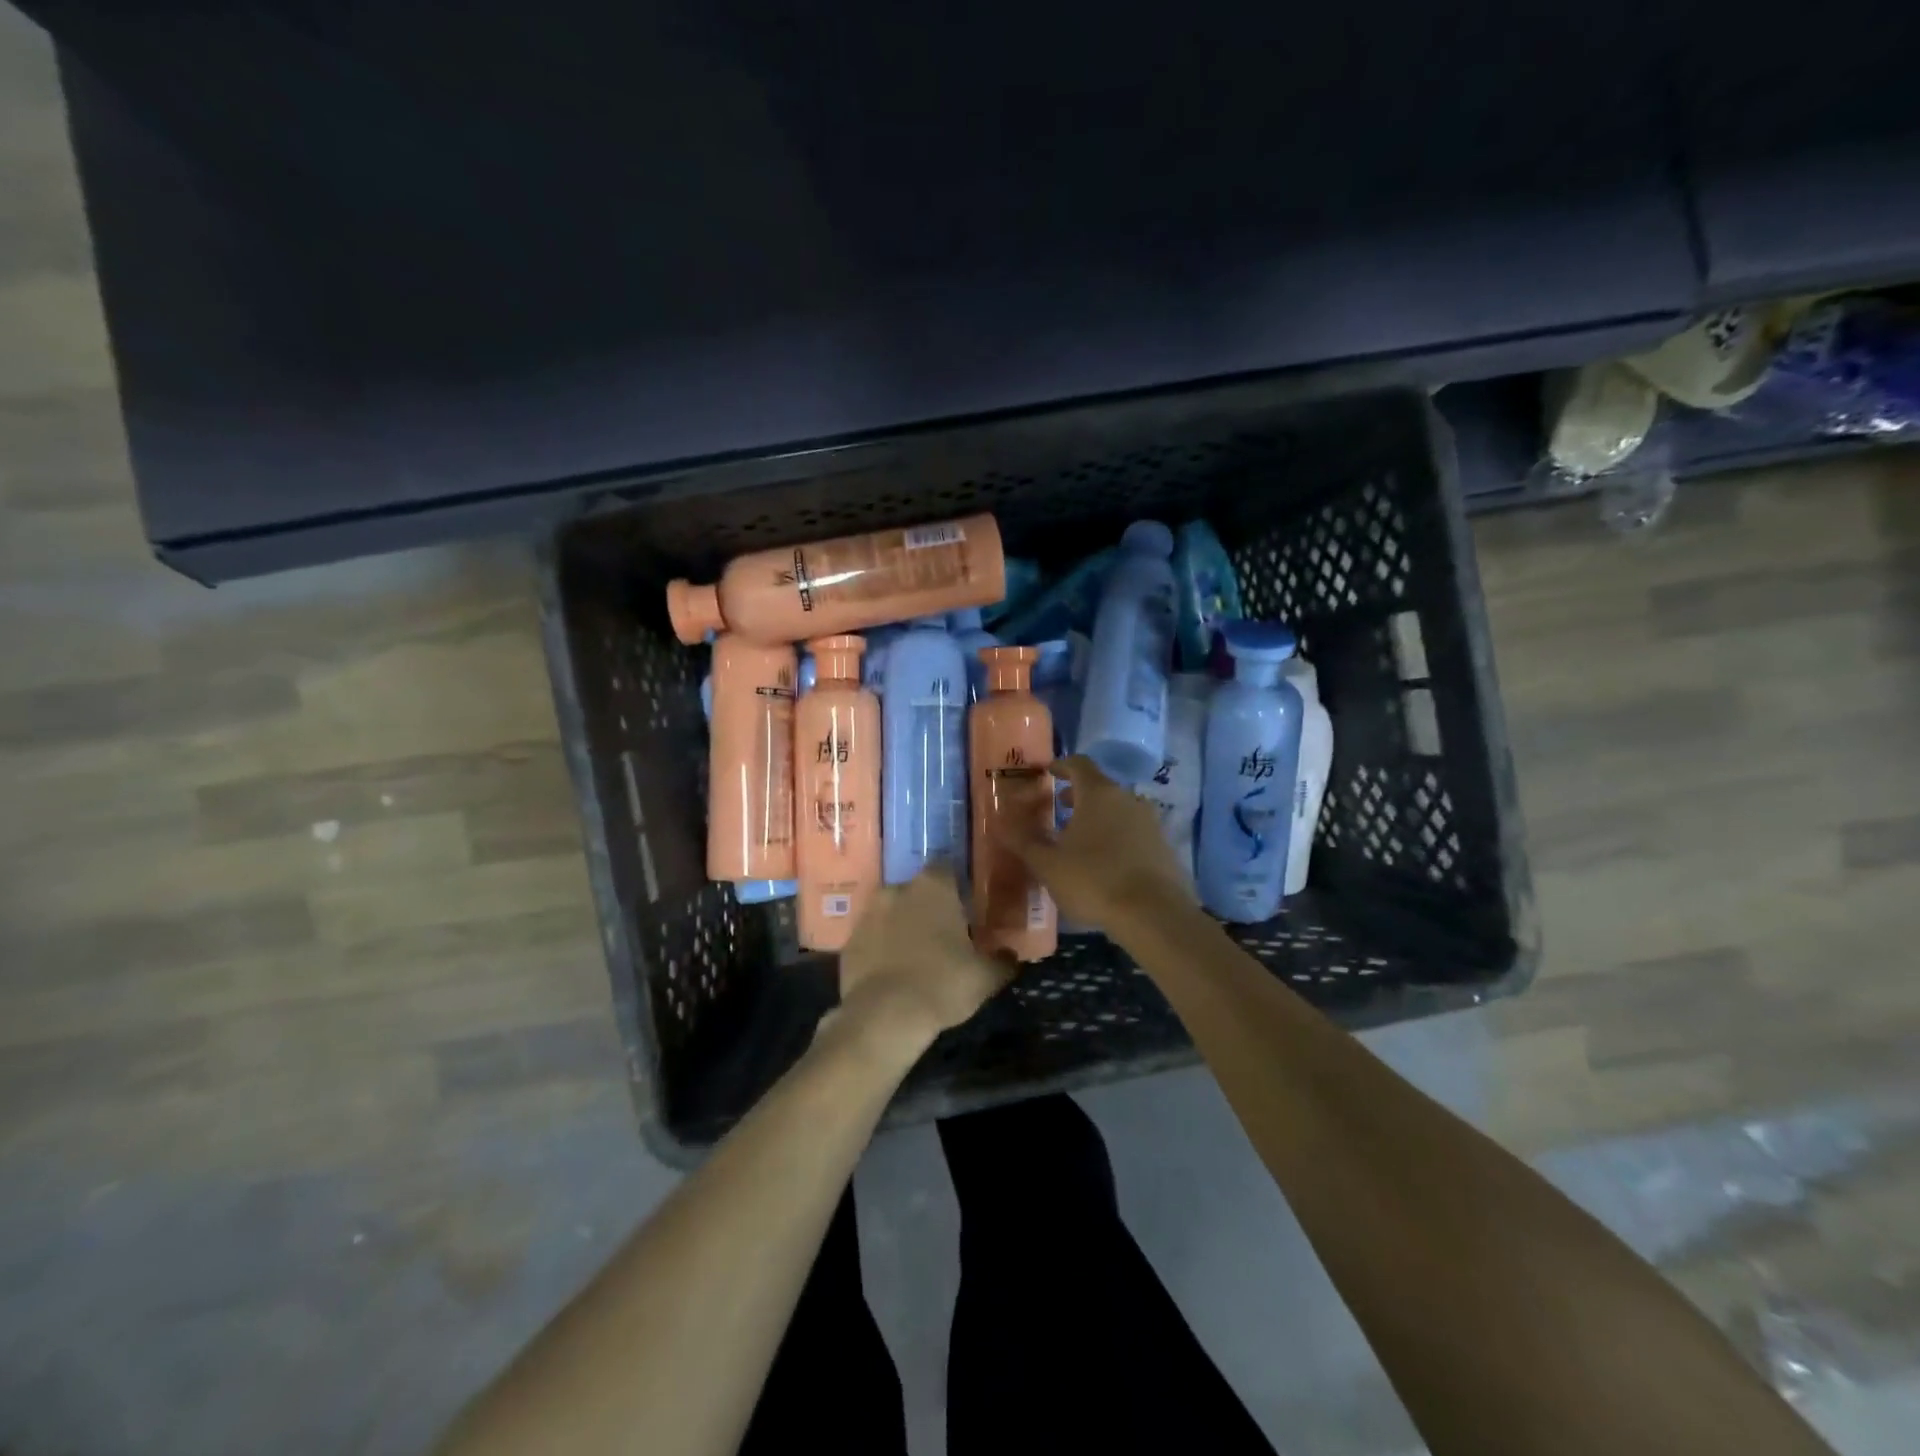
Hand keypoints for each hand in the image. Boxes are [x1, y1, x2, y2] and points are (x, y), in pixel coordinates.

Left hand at [836, 868, 1015, 1050]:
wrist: (884, 1017)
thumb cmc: (942, 984)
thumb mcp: (985, 977)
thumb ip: (1001, 960)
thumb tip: (1010, 955)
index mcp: (933, 886)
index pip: (947, 869)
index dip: (957, 888)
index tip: (966, 909)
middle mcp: (897, 889)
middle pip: (918, 890)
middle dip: (929, 908)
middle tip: (944, 936)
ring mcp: (868, 913)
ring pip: (891, 912)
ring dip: (902, 926)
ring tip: (917, 956)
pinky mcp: (848, 941)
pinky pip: (872, 937)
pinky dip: (881, 948)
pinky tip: (893, 972)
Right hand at [989, 755, 1195, 934]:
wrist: (1154, 915)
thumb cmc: (1094, 880)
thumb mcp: (1048, 864)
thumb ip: (1024, 841)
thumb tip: (1000, 822)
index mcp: (1098, 793)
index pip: (1079, 764)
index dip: (1061, 765)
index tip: (1048, 772)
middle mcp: (1128, 799)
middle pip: (1100, 787)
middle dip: (1077, 796)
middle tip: (1058, 808)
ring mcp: (1150, 822)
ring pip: (1119, 810)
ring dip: (1098, 818)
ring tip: (1079, 839)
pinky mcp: (1164, 847)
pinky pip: (1134, 832)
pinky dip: (1116, 837)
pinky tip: (1105, 863)